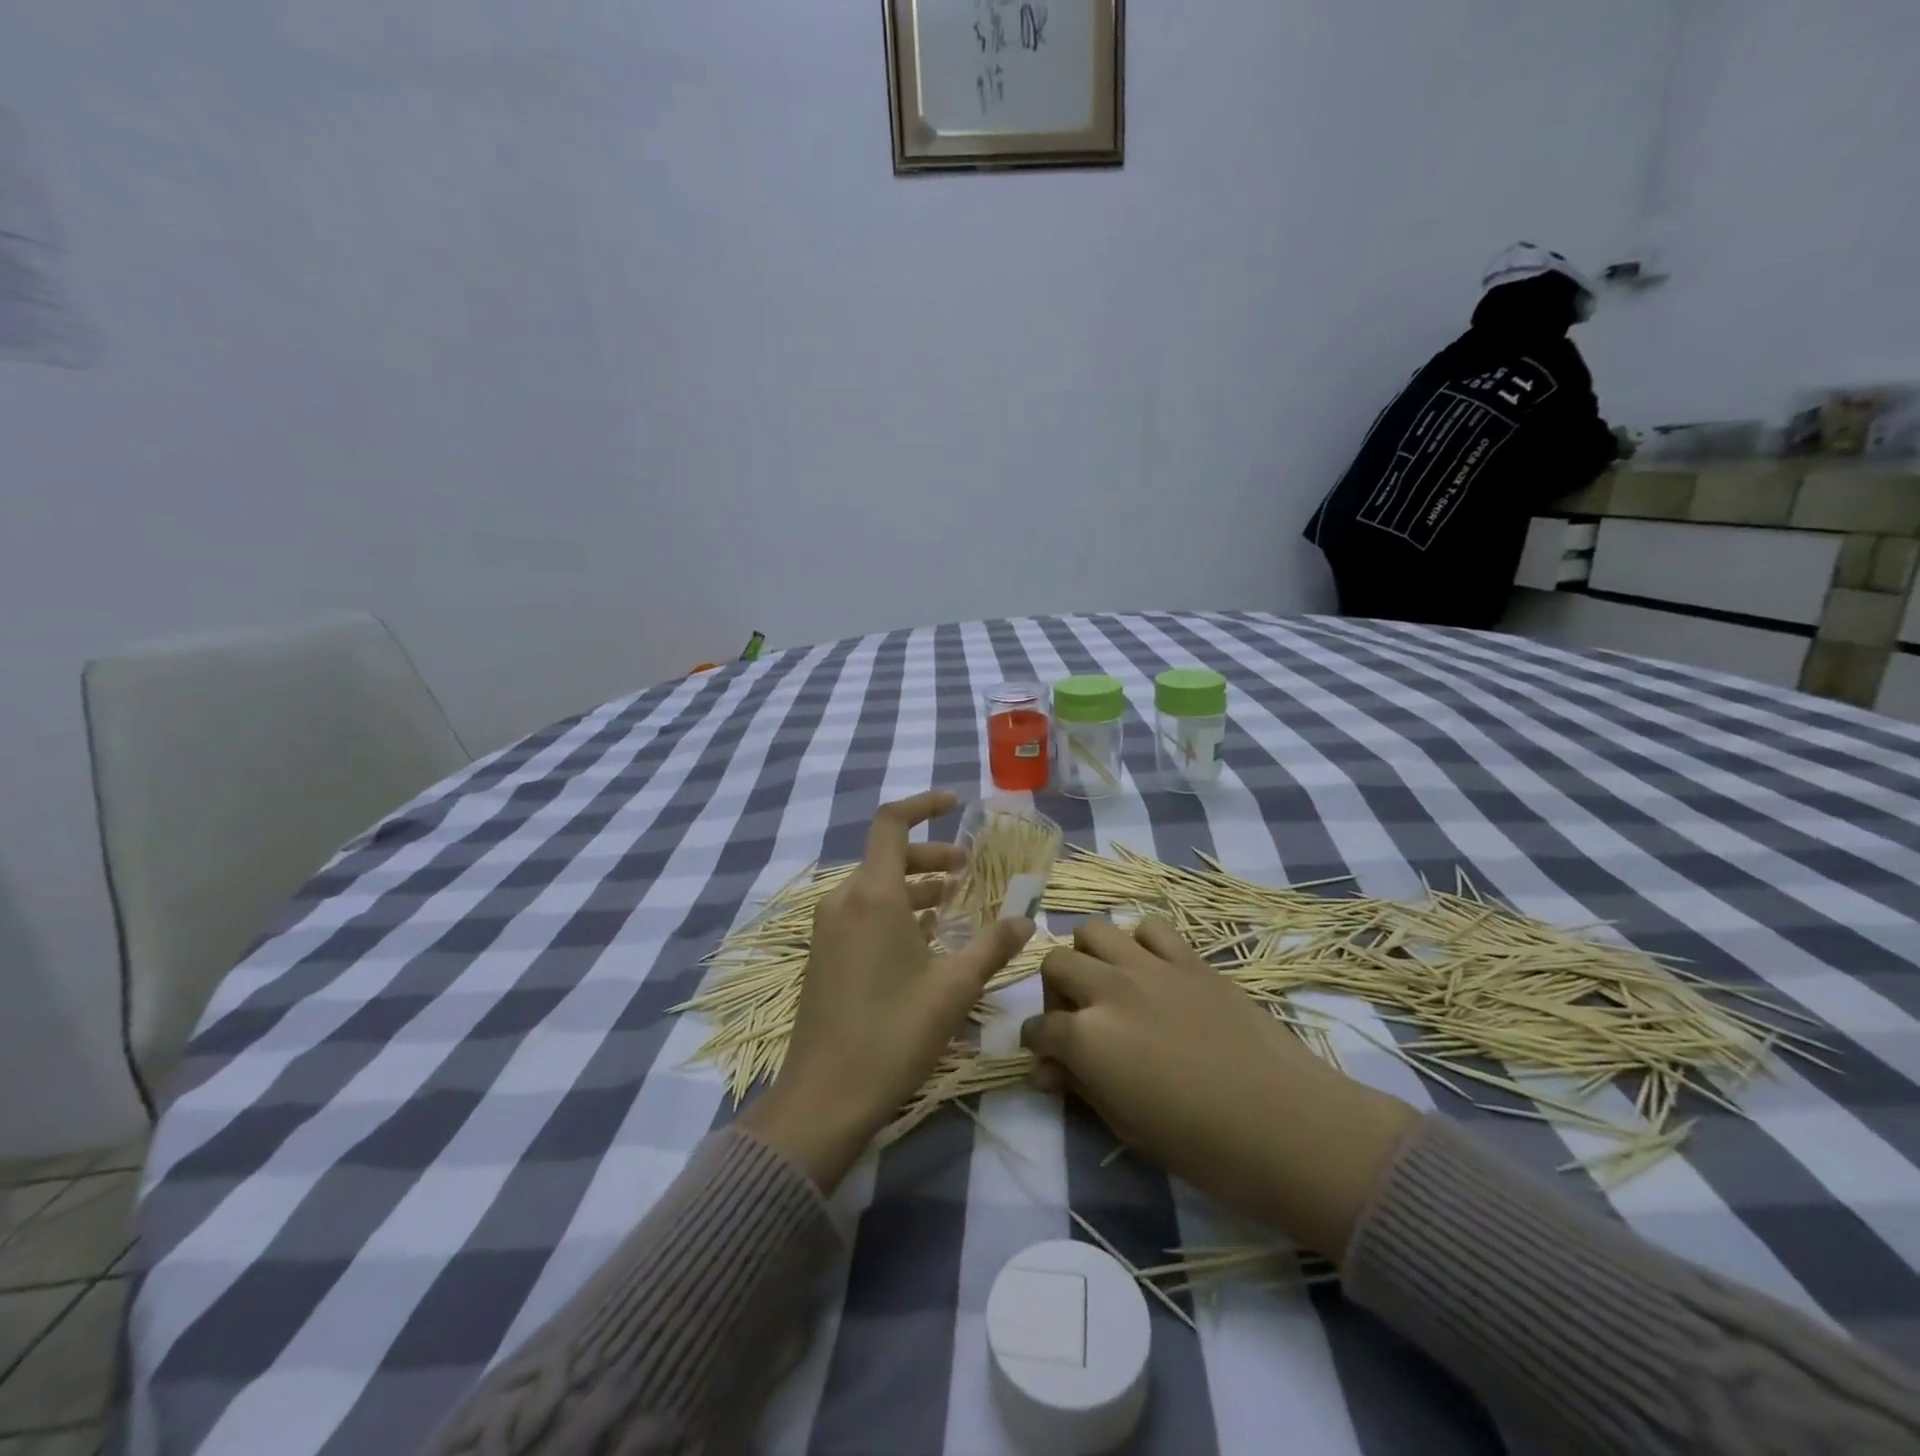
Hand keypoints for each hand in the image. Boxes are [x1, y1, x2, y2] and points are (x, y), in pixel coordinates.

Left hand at [738, 791, 1033, 1192]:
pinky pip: (863, 913)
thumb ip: (992, 946)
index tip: (954, 803)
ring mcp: (829, 929)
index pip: (892, 822)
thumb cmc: (893, 1033)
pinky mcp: (825, 954)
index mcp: (872, 895)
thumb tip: (1026, 920)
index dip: (923, 804)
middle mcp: (844, 901)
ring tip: (953, 903)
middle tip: (968, 870)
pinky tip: (923, 938)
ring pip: (876, 886)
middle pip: (887, 855)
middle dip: (930, 855)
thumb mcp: (954, 988)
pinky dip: (895, 910)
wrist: (825, 1096)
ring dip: (915, 885)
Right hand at [1021, 918, 1417, 1260]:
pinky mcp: (1191, 960)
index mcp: (1086, 1037)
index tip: (1048, 1059)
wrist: (1289, 1127)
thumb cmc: (1204, 1148)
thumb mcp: (1127, 1128)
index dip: (1038, 1045)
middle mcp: (1109, 989)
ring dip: (1089, 956)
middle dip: (1055, 993)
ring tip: (1108, 987)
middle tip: (1076, 1021)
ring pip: (1094, 930)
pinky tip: (1152, 973)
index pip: (1040, 1028)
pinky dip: (1140, 944)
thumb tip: (1048, 1070)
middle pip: (1056, 964)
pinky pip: (1151, 928)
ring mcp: (1151, 967)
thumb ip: (1081, 1088)